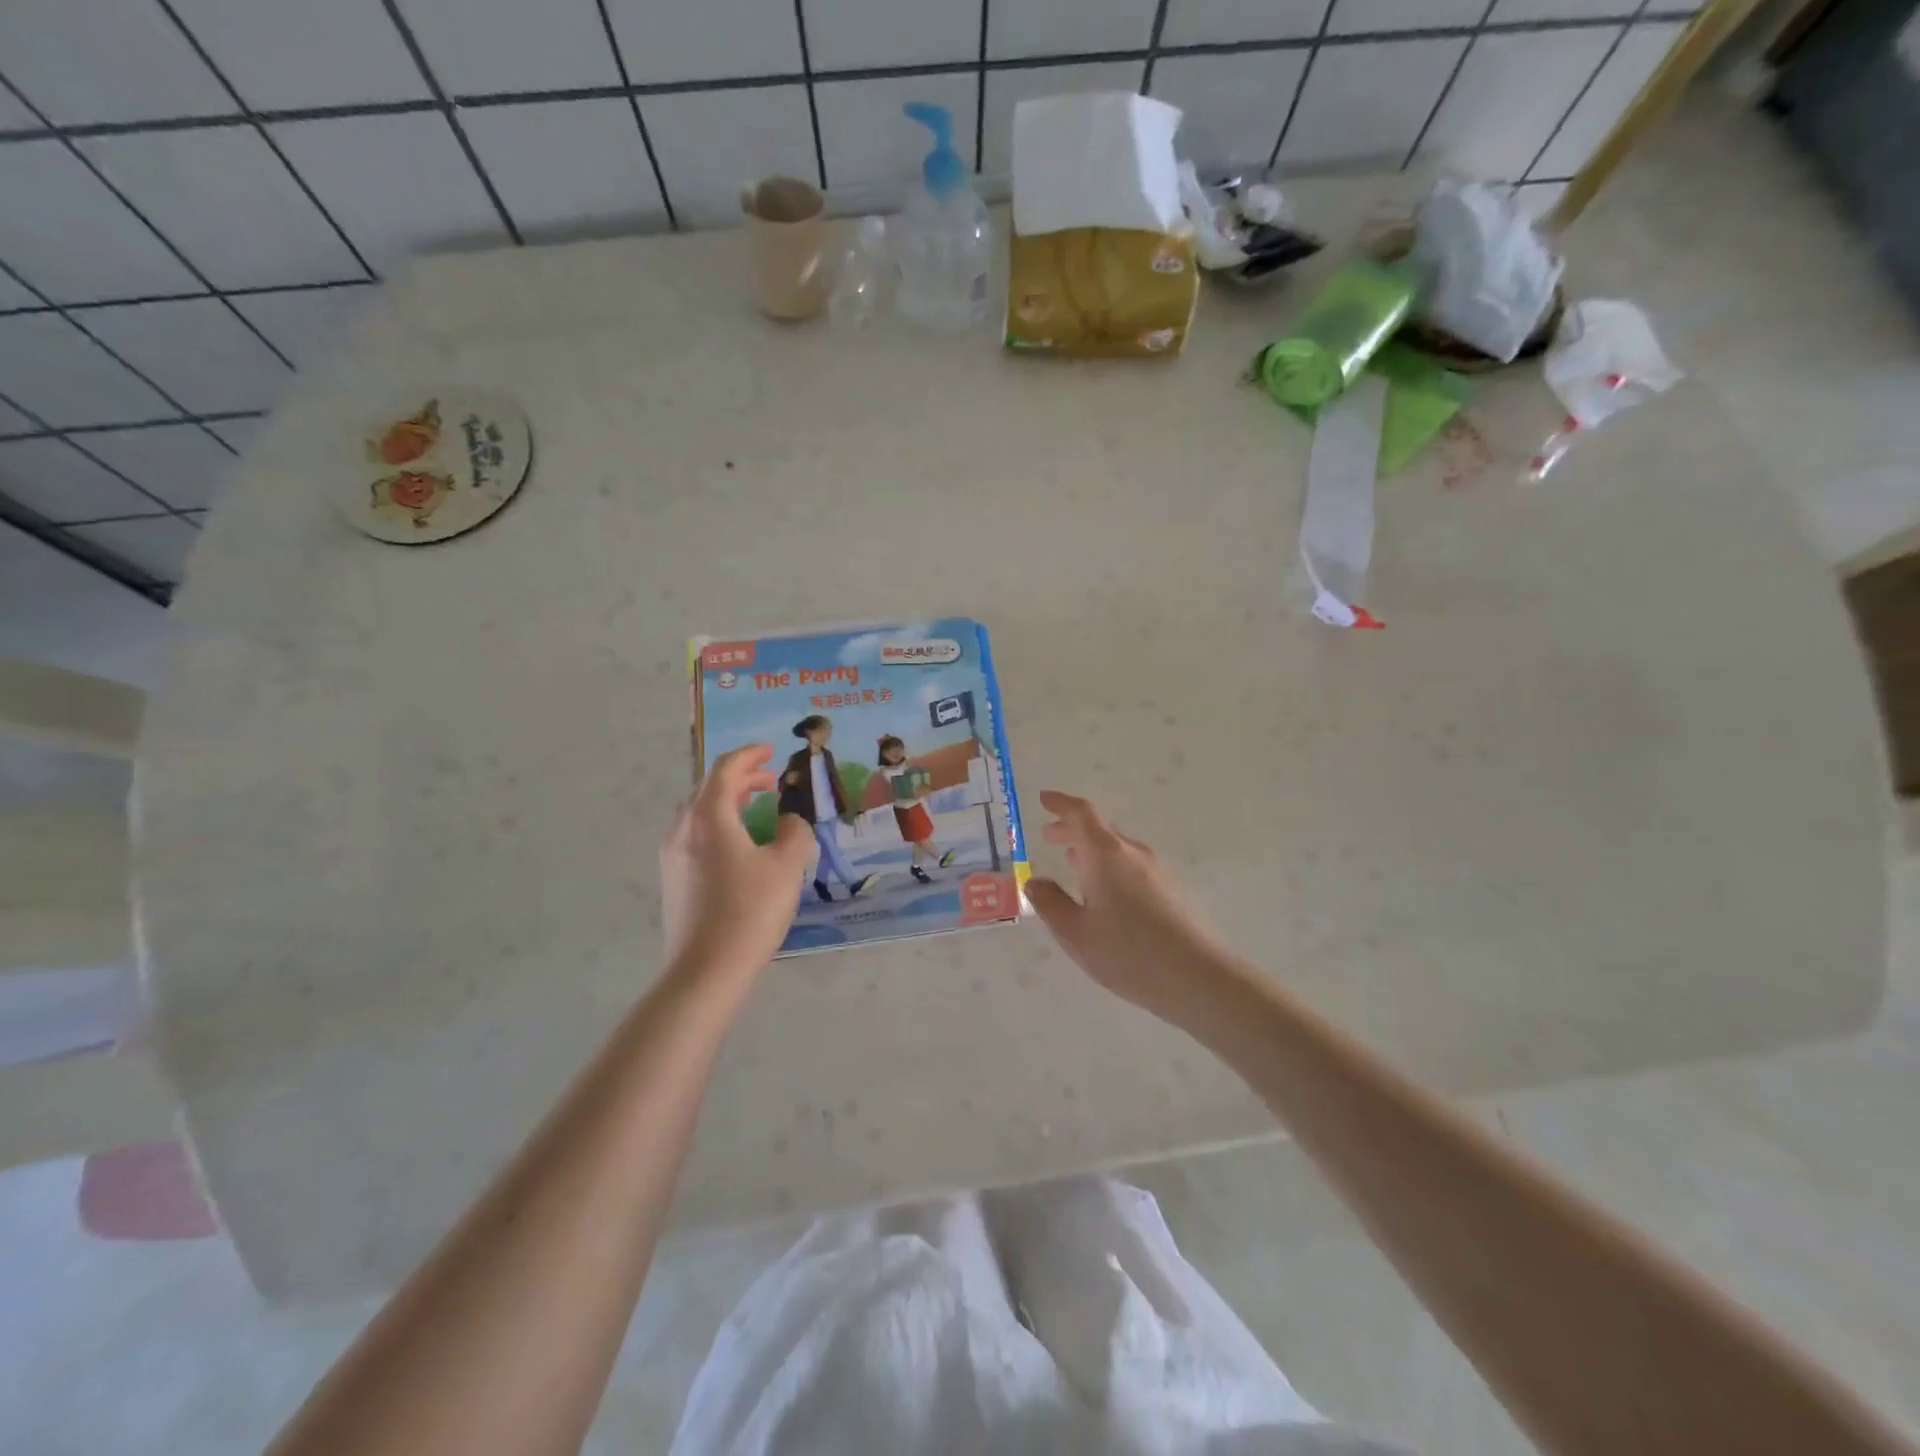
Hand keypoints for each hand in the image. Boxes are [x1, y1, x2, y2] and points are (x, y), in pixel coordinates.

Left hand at [660, 745, 813, 973]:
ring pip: (700, 813)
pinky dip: (719, 825)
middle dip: (741, 779)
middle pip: (709, 788)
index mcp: (709, 816)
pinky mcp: (673, 879)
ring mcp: (673, 855)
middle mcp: (683, 828)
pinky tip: (739, 847)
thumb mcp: (787, 866)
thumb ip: (795, 833)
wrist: (704, 971)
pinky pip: (696, 836)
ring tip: (756, 809)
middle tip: (771, 781)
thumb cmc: (749, 911)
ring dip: (728, 802)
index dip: (750, 755)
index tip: (771, 750)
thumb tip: (790, 821)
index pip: (726, 769)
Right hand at [1025, 791, 1232, 1020]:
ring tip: (1072, 864)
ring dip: (1090, 850)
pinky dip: (1109, 867)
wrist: (1199, 978)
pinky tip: (1104, 894)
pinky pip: (1131, 865)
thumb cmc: (1128, 953)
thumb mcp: (1075, 933)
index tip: (1044, 799)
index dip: (1060, 803)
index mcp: (1105, 854)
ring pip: (1116, 849)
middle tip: (1049, 837)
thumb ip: (1050, 903)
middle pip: (1099, 829)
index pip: (1080, 813)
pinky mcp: (1171, 889)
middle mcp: (1132, 852)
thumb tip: (1035, 881)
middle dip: (1071, 829)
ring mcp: (1156, 869)